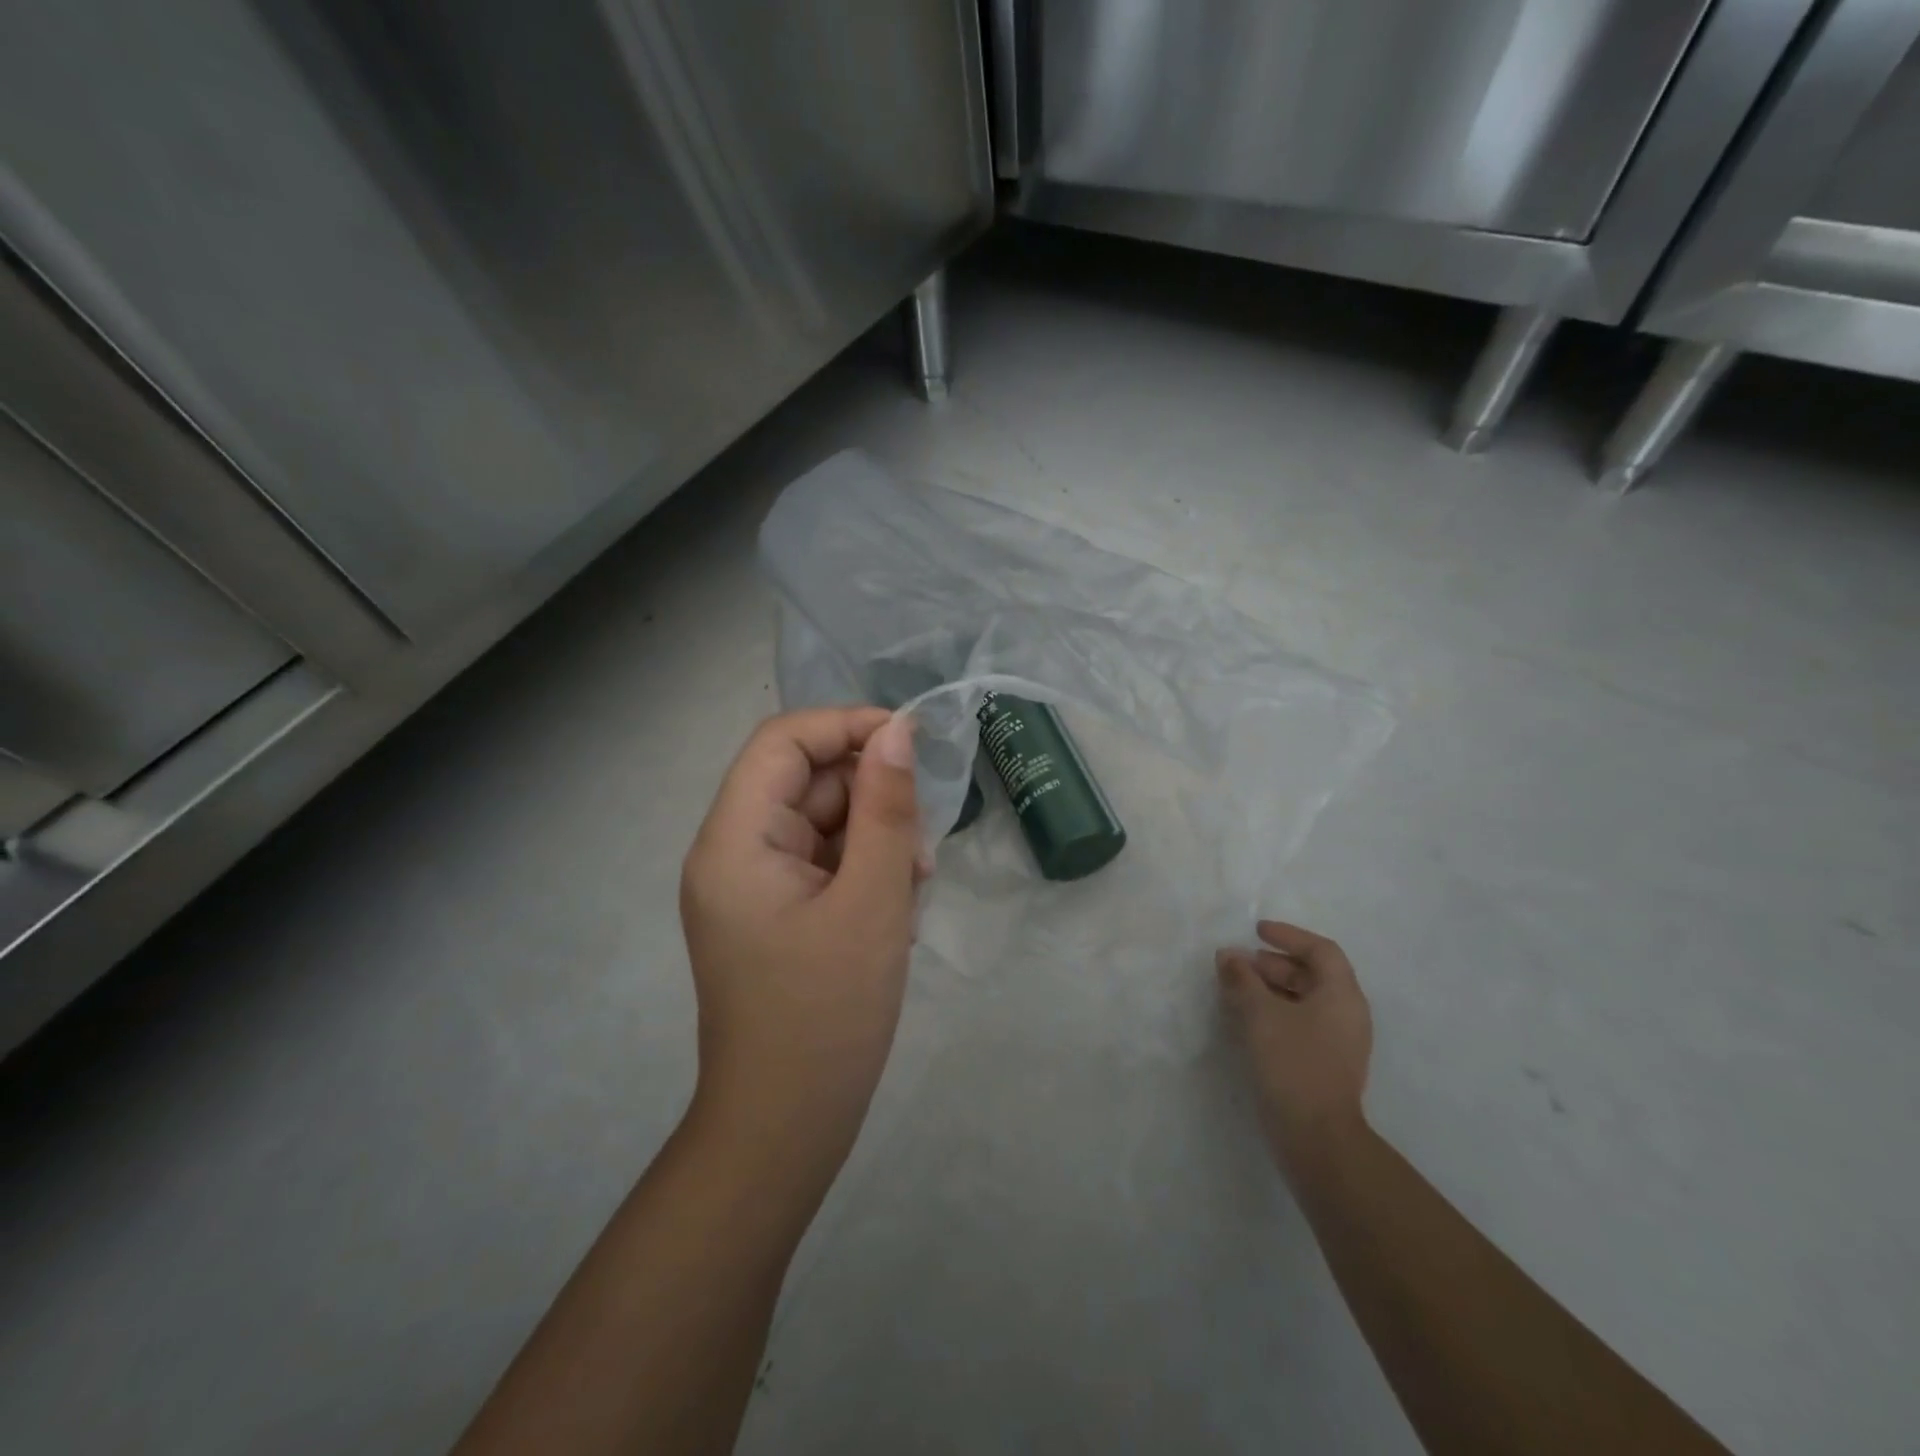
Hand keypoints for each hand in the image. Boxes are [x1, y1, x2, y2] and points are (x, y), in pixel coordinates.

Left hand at [679, 708, 923, 1181]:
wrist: (786, 1128)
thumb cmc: (828, 1014)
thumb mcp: (872, 901)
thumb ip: (886, 808)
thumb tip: (897, 732)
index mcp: (734, 840)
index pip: (782, 742)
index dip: (846, 726)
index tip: (911, 744)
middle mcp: (731, 852)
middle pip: (803, 782)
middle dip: (870, 798)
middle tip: (922, 846)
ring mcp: (751, 885)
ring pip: (819, 822)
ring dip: (873, 839)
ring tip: (912, 887)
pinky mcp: (773, 913)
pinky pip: (821, 862)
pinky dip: (862, 871)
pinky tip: (894, 910)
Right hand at [1217, 920, 1372, 1166]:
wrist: (1316, 1137)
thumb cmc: (1292, 1062)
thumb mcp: (1260, 1013)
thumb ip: (1242, 978)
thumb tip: (1228, 955)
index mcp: (1342, 995)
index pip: (1321, 951)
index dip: (1289, 936)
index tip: (1257, 931)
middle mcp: (1347, 1014)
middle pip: (1313, 974)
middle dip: (1274, 964)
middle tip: (1240, 964)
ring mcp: (1339, 1042)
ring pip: (1305, 1000)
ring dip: (1271, 988)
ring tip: (1237, 990)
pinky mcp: (1325, 1064)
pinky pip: (1301, 1023)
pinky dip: (1275, 1012)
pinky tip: (1247, 1020)